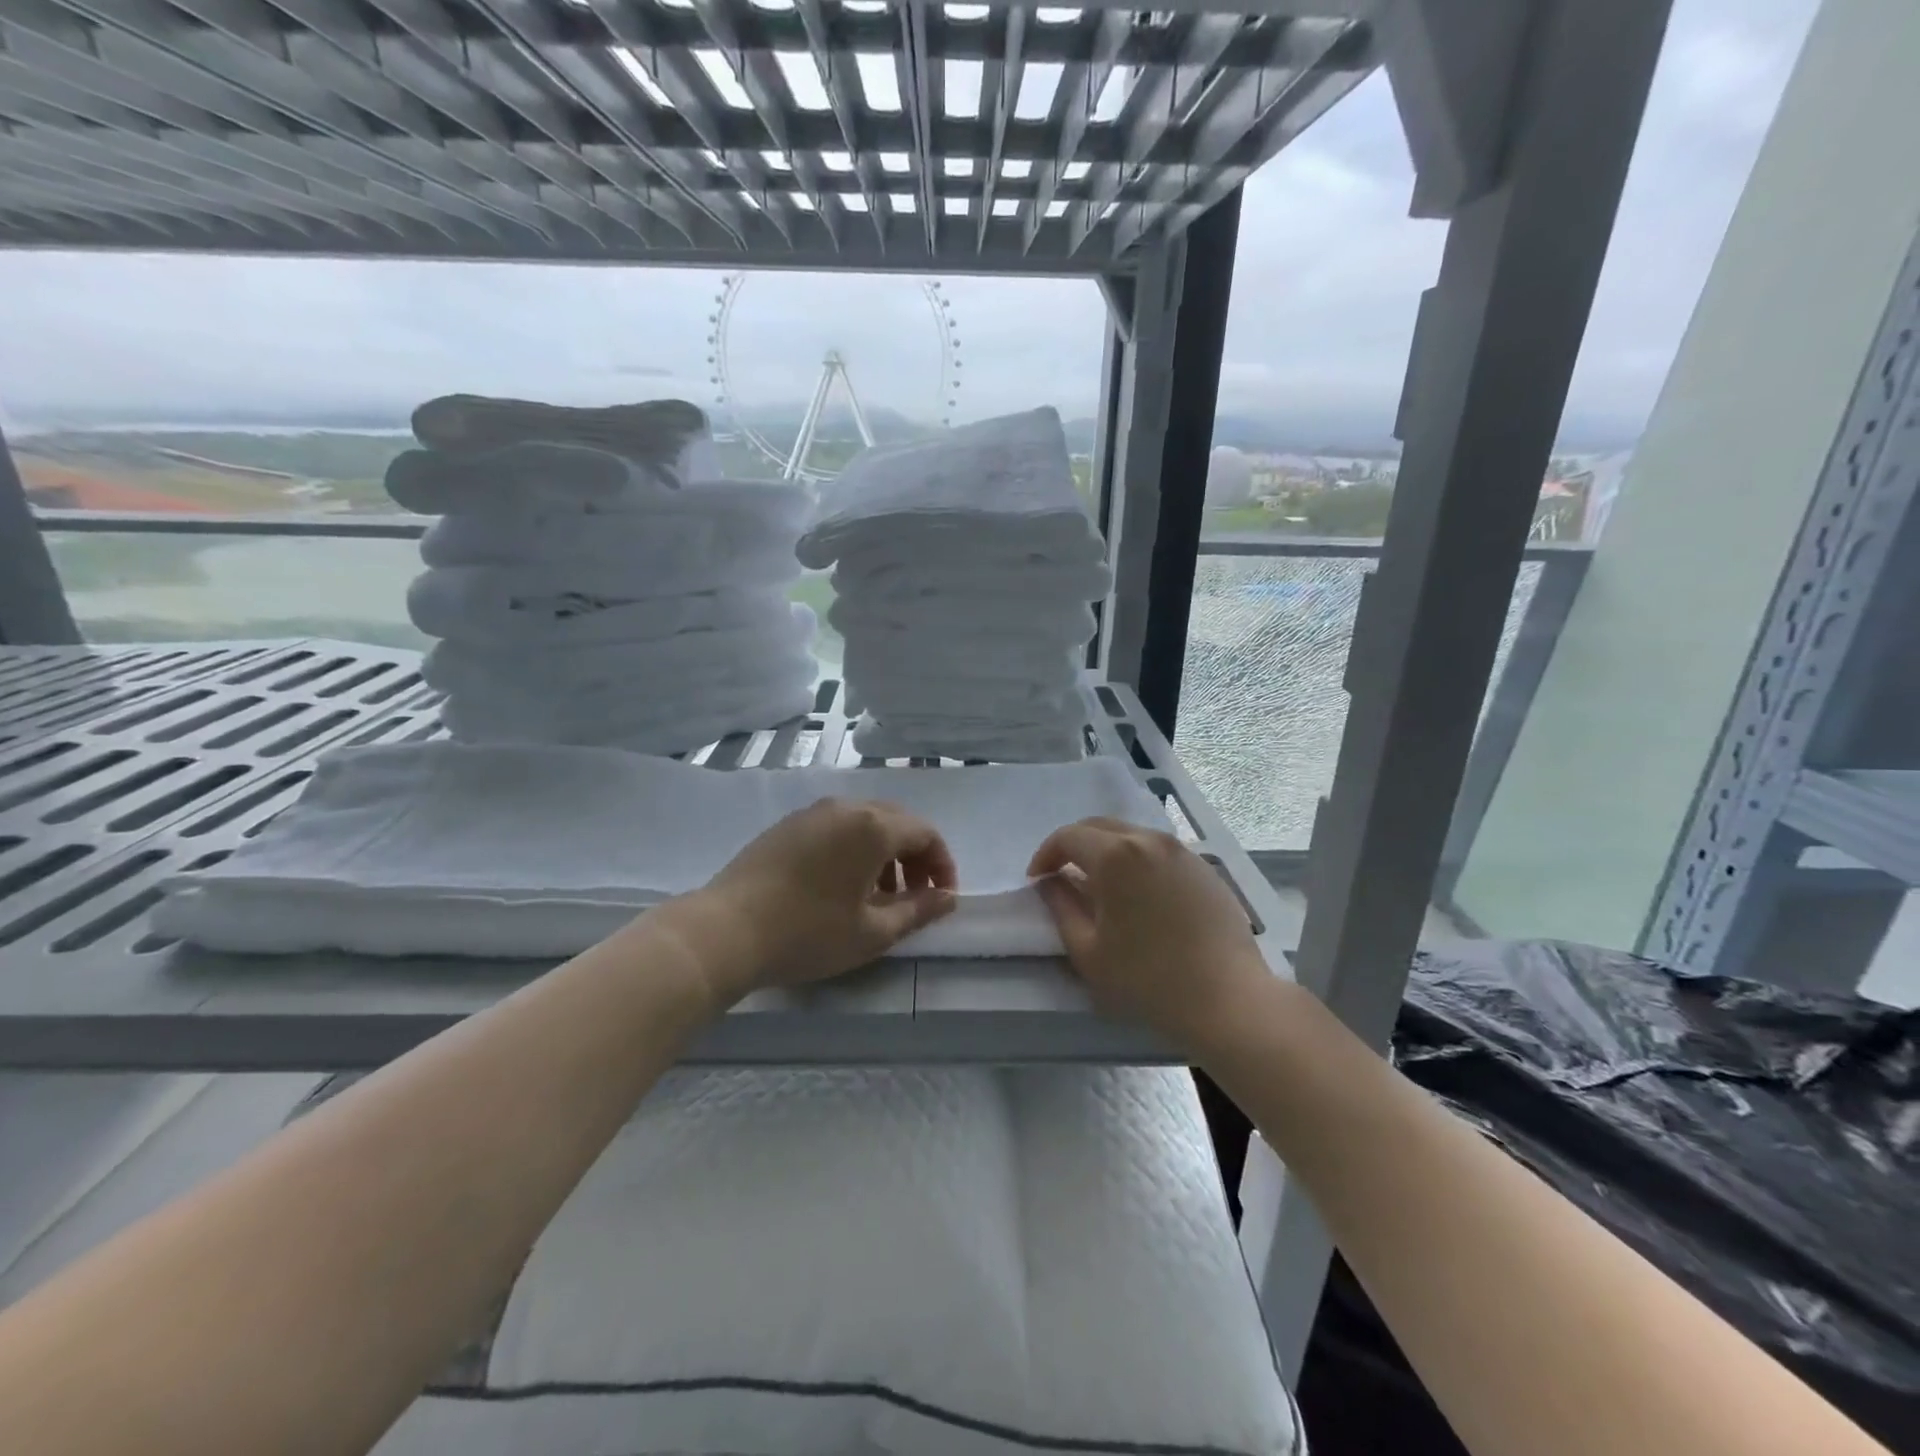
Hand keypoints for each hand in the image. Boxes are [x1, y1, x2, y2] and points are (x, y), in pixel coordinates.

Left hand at [680, 798, 957, 1004]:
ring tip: (878, 895)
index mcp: (872, 826)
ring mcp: (812, 813)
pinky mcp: (787, 825)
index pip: (925, 832)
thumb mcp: (872, 932)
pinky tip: (840, 886)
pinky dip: (853, 849)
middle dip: (914, 856)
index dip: (942, 864)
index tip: (942, 897)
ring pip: (864, 822)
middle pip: (896, 821)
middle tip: (915, 895)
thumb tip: (948, 898)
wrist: (725, 931)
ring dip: (884, 853)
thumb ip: (918, 911)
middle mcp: (845, 807)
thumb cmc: (808, 933)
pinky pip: (836, 827)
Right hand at [1028, 817, 1270, 1052]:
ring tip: (1101, 886)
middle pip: (1099, 827)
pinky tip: (1140, 896)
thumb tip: (1050, 883)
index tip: (1037, 881)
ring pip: (1132, 835)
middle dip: (1074, 846)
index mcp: (1115, 855)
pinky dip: (1138, 861)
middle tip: (1063, 876)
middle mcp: (1148, 840)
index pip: (1067, 837)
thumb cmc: (1148, 979)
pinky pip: (1159, 852)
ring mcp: (1181, 851)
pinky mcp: (1204, 867)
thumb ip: (1061, 908)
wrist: (1228, 999)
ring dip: (1107, 851)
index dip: (1045, 855)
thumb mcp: (1088, 951)